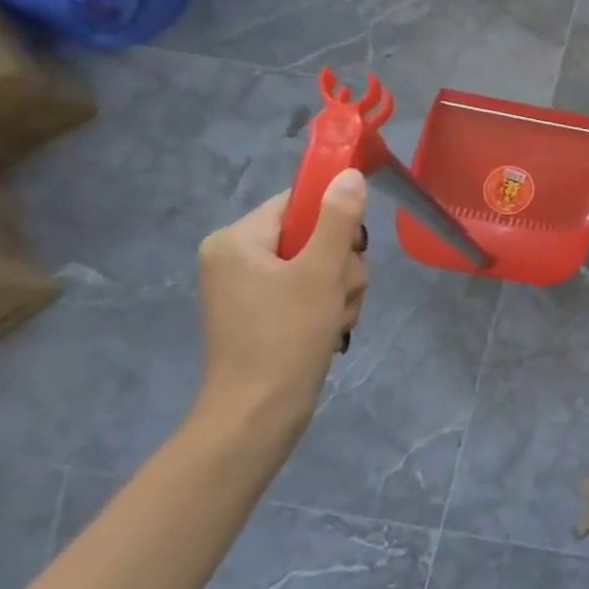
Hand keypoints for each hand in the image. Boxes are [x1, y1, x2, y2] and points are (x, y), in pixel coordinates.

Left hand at [194, 170, 368, 443]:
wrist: (258, 414)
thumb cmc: (286, 336)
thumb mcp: (322, 271)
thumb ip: (339, 219)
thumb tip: (348, 174)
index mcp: (237, 240)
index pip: (297, 202)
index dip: (333, 220)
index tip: (352, 248)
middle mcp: (236, 258)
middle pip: (313, 236)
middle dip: (340, 266)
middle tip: (338, 293)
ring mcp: (248, 289)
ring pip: (318, 266)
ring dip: (340, 290)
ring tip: (335, 319)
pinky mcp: (262, 315)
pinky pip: (308, 292)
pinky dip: (326, 308)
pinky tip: (329, 330)